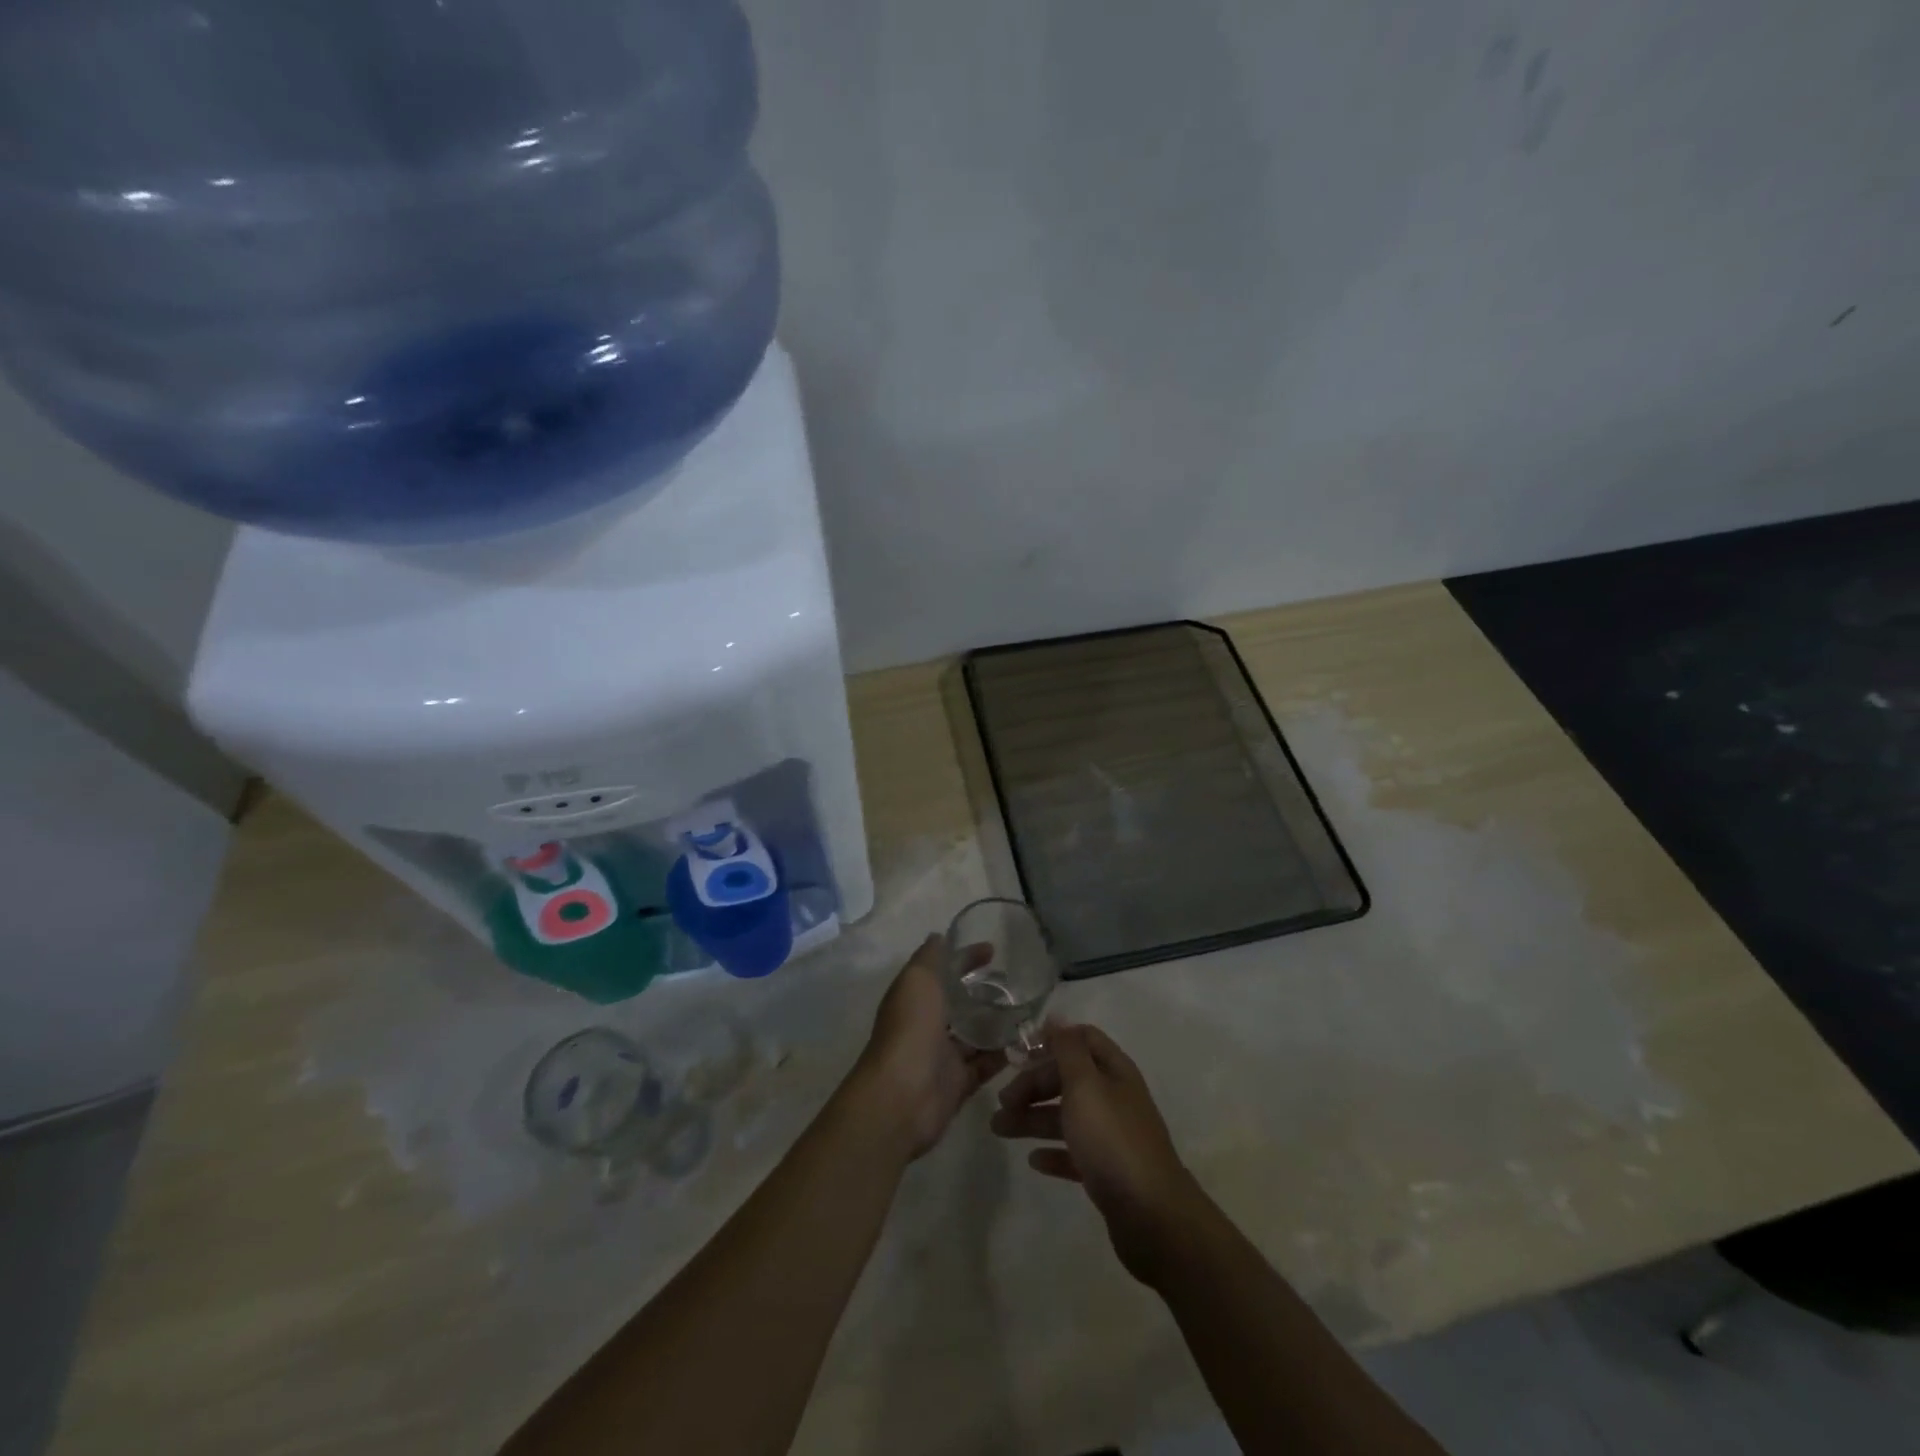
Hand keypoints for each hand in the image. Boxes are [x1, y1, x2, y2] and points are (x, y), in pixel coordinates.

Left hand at [849, 935, 1005, 1160]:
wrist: (903, 1095)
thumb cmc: (910, 1028)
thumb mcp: (918, 979)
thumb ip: (930, 957)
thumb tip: (940, 936)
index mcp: (915, 997)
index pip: (943, 970)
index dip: (965, 958)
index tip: (993, 950)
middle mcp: (927, 1024)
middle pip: (959, 1003)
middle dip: (984, 992)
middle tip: (1017, 984)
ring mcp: (943, 1055)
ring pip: (974, 1034)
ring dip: (996, 1023)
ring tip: (1027, 1009)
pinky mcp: (959, 1083)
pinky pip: (985, 1065)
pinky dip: (1002, 1054)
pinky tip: (1025, 1041)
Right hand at [991, 1022, 1203, 1283]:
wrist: (1152, 1215)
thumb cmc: (1112, 1140)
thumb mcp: (1085, 1085)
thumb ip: (1068, 1049)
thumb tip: (1056, 1017)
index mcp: (1114, 1071)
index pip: (1082, 1040)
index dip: (1051, 1041)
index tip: (1019, 1053)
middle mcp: (1115, 1098)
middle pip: (1069, 1079)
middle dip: (1033, 1085)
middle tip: (1002, 1101)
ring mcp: (1113, 1136)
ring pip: (1067, 1117)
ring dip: (1033, 1119)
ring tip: (999, 1129)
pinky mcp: (1108, 1172)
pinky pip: (1074, 1153)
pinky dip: (1053, 1152)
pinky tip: (1033, 1160)